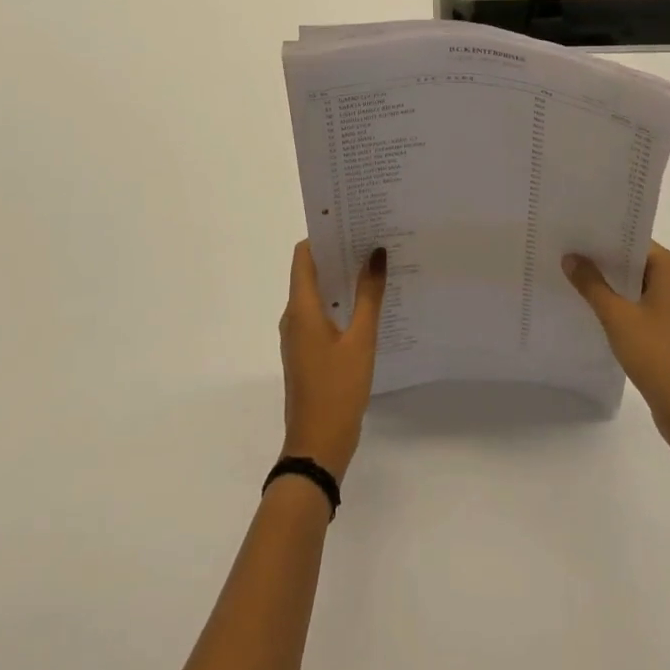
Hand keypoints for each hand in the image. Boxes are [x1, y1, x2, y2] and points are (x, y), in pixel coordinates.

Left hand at [280, 241, 386, 481]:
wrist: (316, 448)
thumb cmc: (337, 390)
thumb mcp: (361, 341)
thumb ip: (369, 296)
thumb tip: (375, 253)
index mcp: (300, 308)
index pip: (303, 255)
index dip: (324, 235)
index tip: (351, 221)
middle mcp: (293, 316)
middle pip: (310, 272)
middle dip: (338, 254)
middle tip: (372, 239)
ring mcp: (298, 336)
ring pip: (317, 294)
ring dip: (340, 279)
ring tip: (374, 266)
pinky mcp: (307, 352)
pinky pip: (320, 315)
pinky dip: (339, 302)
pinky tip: (367, 305)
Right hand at [564, 242, 669, 456]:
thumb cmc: (658, 356)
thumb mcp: (617, 317)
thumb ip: (592, 284)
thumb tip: (570, 256)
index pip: (633, 239)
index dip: (602, 237)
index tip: (571, 234)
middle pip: (635, 259)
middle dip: (602, 259)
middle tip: (565, 252)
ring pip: (638, 283)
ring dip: (611, 283)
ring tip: (572, 276)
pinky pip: (643, 303)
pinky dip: (622, 302)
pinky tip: (594, 307)